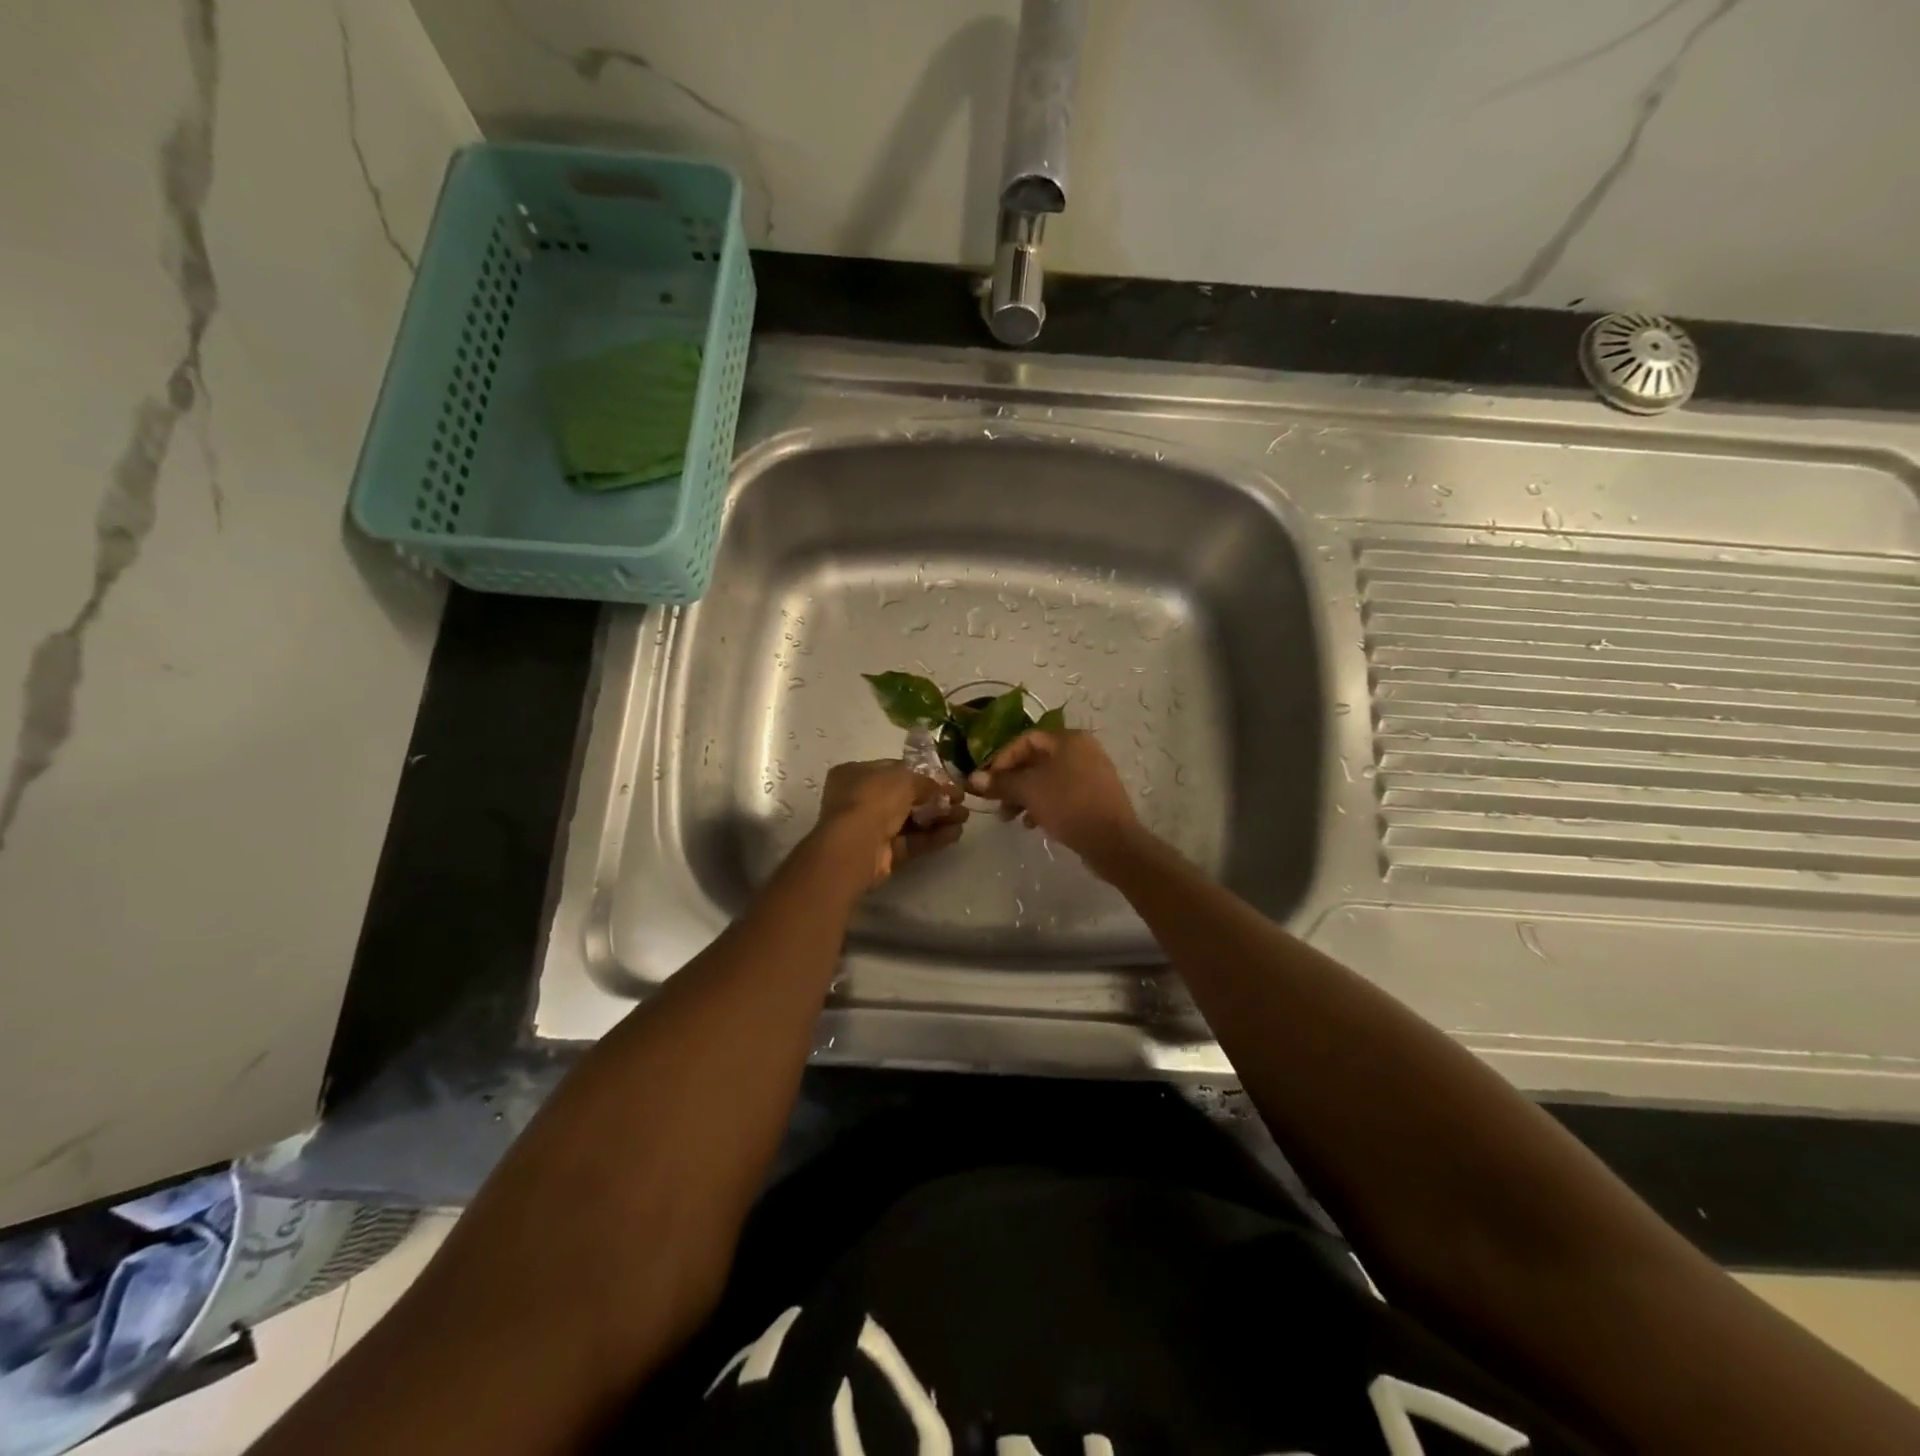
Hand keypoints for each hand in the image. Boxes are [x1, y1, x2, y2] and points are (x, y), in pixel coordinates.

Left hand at [808, 761, 967, 890]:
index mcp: (856, 774)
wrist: (857, 846)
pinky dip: (933, 837)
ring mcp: (870, 828)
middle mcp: (860, 799)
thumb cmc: (874, 799)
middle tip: (961, 800)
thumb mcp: (905, 779)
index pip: (894, 770)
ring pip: (910, 820)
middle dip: (935, 798)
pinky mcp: (882, 853)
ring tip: (964, 817)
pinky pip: (911, 842)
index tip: (947, 779)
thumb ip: (927, 782)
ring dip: (938, 818)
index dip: (923, 774)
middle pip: (905, 797)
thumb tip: (943, 789)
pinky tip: (956, 833)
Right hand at [967, 729, 1139, 863]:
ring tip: (1009, 818)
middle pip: (1036, 761)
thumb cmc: (1068, 805)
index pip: (1026, 740)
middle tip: (996, 802)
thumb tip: (972, 779)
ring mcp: (1092, 773)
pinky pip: (1062, 794)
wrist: (1112, 841)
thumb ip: (1000, 782)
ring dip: (1024, 796)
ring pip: (1048, 780)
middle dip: (1012, 782)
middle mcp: (1082, 750)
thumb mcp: (1029, 791)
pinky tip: (1033, 824)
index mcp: (1068, 740)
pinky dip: (1044, 804)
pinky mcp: (1095, 796)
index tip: (987, 782)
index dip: (1002, 759)